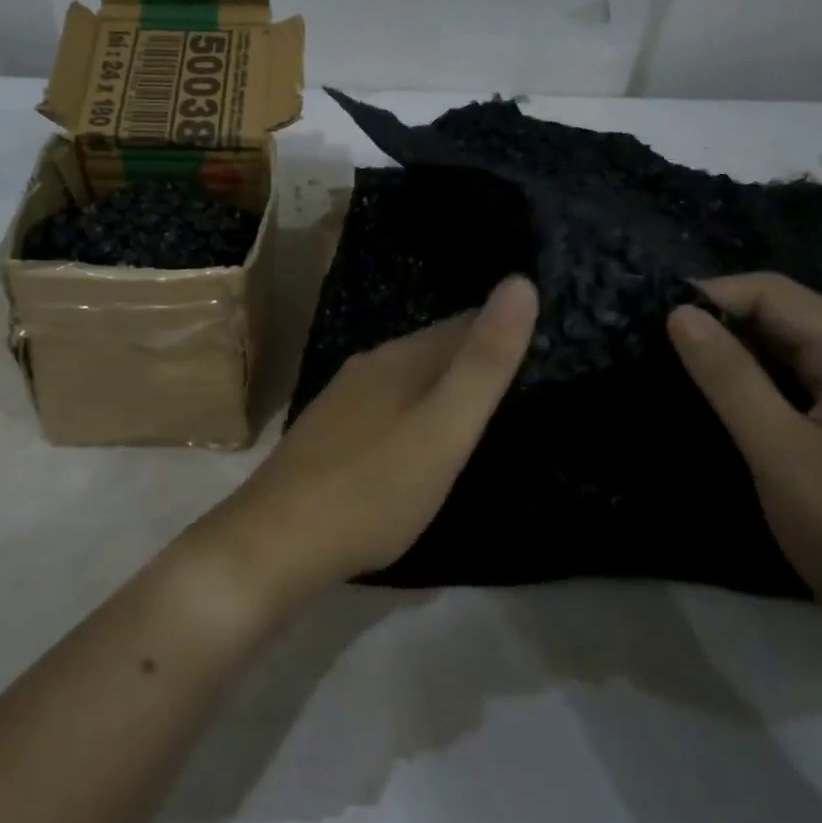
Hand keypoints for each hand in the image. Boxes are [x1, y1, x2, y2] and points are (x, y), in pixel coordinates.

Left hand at [201, 277, 537, 607]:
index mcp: (400, 359)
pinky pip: (383, 407)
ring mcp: (341, 400)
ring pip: (406, 378)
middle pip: (433, 349)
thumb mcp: (444, 429)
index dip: (503, 329)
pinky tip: (416, 437)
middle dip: (473, 357)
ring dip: (440, 385)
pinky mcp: (326, 433)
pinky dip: (411, 411)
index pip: (464, 323)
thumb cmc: (374, 489)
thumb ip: (483, 363)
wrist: (277, 540)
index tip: (544, 343)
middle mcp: (368, 367)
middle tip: (522, 378)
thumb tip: (520, 282)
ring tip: (477, 408)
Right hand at [666, 273, 821, 654]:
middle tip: (654, 346)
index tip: (652, 322)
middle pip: (782, 314)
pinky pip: (799, 382)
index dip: (710, 296)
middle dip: (718, 321)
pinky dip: (755, 381)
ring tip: (675, 368)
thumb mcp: (782, 452)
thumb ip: (729, 378)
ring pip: (788, 349)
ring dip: (733, 351)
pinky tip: (721, 402)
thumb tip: (679, 313)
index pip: (772, 293)